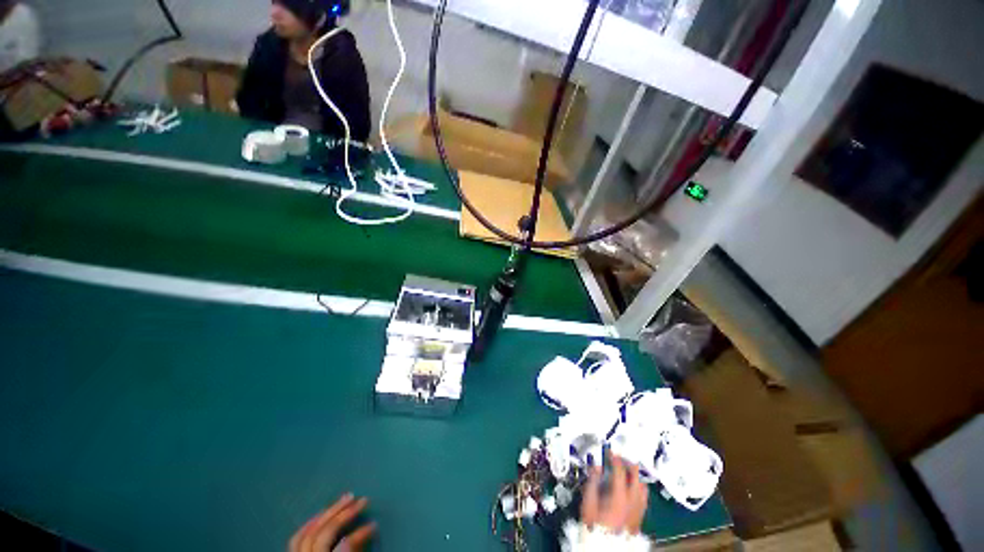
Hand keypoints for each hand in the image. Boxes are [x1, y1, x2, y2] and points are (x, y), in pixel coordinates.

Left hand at [289, 494, 375, 551]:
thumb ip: (356, 551)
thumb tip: (368, 530)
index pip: (345, 544)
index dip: (361, 532)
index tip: (375, 524)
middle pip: (325, 532)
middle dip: (344, 513)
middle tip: (363, 499)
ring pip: (308, 532)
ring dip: (328, 513)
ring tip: (344, 500)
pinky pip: (295, 539)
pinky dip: (308, 524)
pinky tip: (320, 514)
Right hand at [580, 454, 648, 534]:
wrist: (606, 546)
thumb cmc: (596, 525)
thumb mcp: (588, 501)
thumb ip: (593, 481)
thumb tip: (595, 468)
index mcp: (619, 495)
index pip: (620, 470)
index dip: (615, 458)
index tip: (610, 452)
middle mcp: (632, 500)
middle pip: (636, 475)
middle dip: (628, 463)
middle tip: (620, 458)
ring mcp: (638, 509)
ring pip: (643, 485)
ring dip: (636, 475)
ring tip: (628, 470)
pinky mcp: (640, 516)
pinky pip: (645, 496)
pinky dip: (640, 487)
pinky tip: (634, 487)